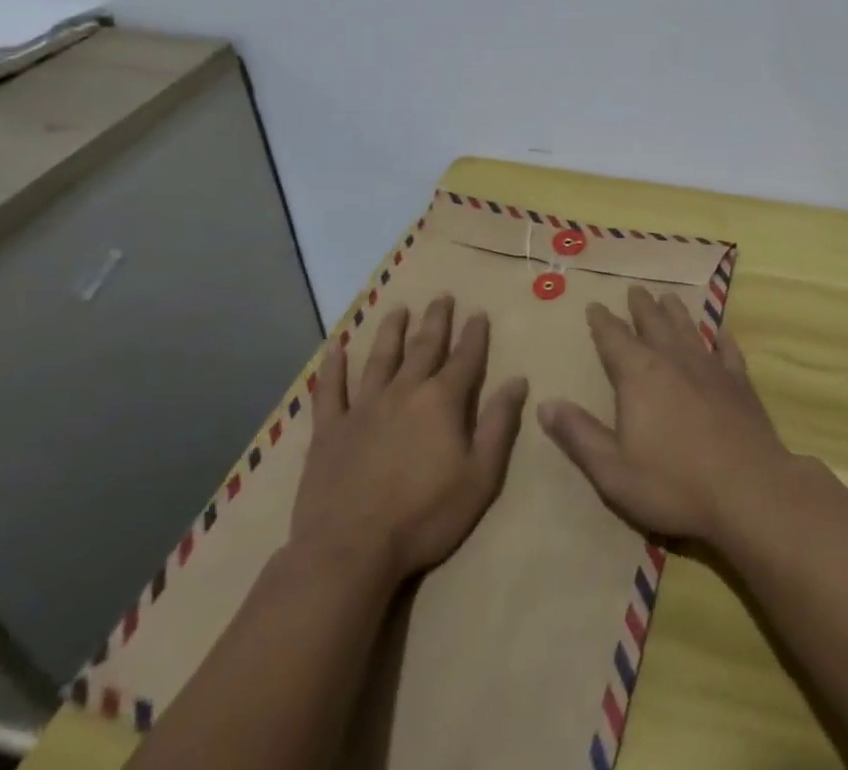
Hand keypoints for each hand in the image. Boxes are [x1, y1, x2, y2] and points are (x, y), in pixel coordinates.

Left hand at [291, 295, 527, 581]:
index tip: (478, 312)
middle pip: (424, 347)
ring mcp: (363, 408)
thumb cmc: (424, 517)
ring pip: (380, 359)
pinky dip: (332, 367)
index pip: (465, 358)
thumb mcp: (480, 476)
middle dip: (436, 320)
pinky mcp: (330, 431)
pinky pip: (330, 390)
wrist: (349, 552)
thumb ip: (500, 425)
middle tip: (442, 296)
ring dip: (391, 331)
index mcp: (442, 401)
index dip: (474, 334)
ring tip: (399, 309)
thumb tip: (518, 380)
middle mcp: (404, 392)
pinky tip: (335, 347)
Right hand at [537, 285, 792, 546]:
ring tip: (668, 296)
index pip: (614, 339)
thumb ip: (579, 434)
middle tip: (635, 288)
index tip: (595, 304)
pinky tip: (721, 332)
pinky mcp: (739, 383)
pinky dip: (722, 338)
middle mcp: (673, 359)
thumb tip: (545, 403)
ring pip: (688, 329)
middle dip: (641, 306)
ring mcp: (710, 368)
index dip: (602, 322)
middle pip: (653, 323)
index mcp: (639, 375)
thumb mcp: (613, 469)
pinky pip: (728, 351)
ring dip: (676, 312)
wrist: (747, 489)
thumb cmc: (673, 483)